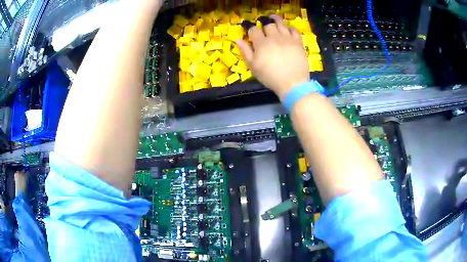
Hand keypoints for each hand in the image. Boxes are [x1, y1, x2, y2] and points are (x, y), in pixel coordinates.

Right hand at [237, 15, 309, 98]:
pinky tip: (287, 29)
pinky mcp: (298, 42)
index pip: (253, 30)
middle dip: (263, 21)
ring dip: (276, 19)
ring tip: (273, 17)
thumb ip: (245, 51)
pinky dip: (290, 28)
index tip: (248, 27)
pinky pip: (294, 30)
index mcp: (261, 43)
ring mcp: (287, 38)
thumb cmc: (270, 77)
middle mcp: (274, 37)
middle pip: (268, 24)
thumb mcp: (253, 66)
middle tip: (262, 21)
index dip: (249, 27)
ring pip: (281, 23)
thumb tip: (238, 39)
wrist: (292, 83)